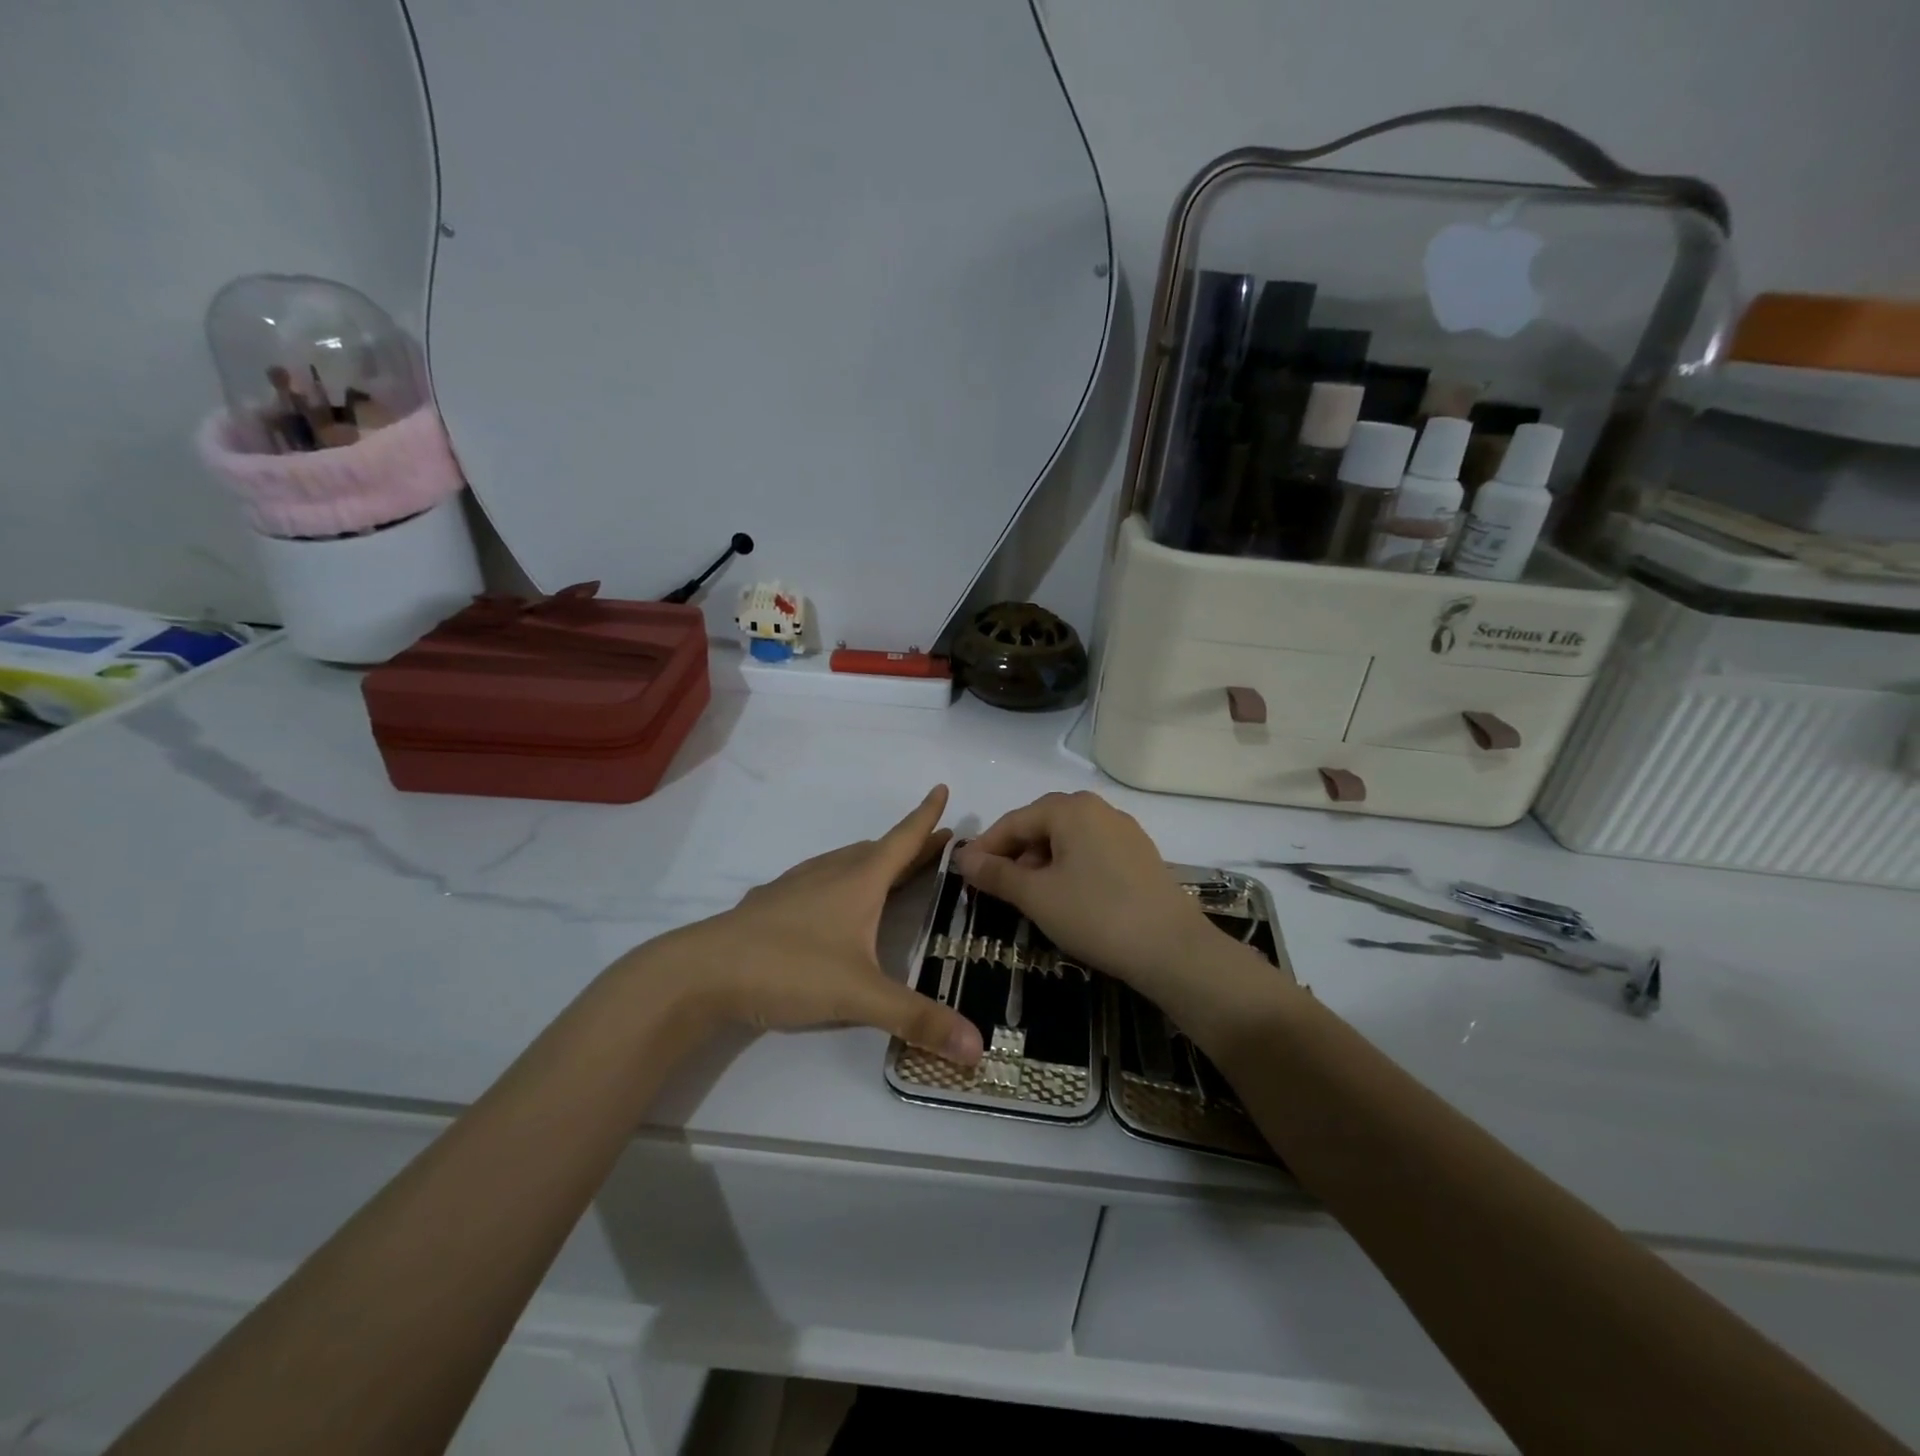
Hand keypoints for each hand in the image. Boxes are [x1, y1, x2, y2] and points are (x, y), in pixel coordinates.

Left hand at [656, 786, 982, 1063]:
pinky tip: (832, 902)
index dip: (926, 816)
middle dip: (911, 846)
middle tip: (937, 845)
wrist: (702, 970)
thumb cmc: (789, 969)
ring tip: (892, 871)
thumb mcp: (859, 996)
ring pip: (847, 862)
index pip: (903, 840)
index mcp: (859, 881)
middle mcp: (831, 873)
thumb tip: (978, 1046)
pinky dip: (843, 880)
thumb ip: (917, 1020)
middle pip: (879, 851)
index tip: (942, 788)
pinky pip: (820, 879)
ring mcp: (797, 885)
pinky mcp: (772, 902)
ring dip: (876, 861)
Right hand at [952, 791, 1280, 1015]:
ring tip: (1029, 895)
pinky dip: (1068, 867)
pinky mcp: (1139, 854)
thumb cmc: (1095, 915)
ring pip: (1068, 838)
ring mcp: (1123, 830)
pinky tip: (1066, 896)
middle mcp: (1098, 808)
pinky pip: (1091, 850)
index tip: (964, 873)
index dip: (986, 847)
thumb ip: (997, 874)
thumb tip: (963, 858)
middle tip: (994, 885)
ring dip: (1041, 861)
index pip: (1014, 821)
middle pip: (1041, 824)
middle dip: (1014, 853)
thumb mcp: (1036, 896)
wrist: (1172, 949)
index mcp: (1070, 809)